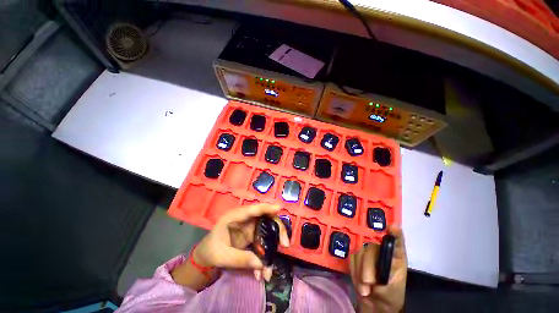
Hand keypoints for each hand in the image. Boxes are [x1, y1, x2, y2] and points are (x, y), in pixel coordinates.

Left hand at [193, 203, 289, 279]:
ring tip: (269, 269)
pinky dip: (266, 254)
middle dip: (277, 228)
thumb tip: (262, 264)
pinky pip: (265, 241)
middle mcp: (246, 219)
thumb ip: (240, 258)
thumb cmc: (211, 250)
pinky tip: (261, 272)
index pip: (252, 209)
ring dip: (273, 245)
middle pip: (266, 217)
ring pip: (268, 229)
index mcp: (234, 217)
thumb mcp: (222, 256)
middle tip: (285, 244)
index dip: (265, 207)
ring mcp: (251, 226)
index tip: (278, 208)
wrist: (207, 255)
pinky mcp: (254, 234)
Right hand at [350, 226, 406, 312]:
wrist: (373, 305)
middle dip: (367, 267)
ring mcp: (367, 252)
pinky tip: (359, 281)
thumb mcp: (394, 285)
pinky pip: (351, 258)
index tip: (392, 227)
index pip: (396, 240)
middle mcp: (381, 250)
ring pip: (359, 253)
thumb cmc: (390, 295)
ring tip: (365, 288)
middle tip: (368, 284)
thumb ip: (387, 265)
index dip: (394, 232)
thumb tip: (386, 241)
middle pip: (371, 247)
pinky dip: (354, 271)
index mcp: (395, 256)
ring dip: (360, 272)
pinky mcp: (356, 256)